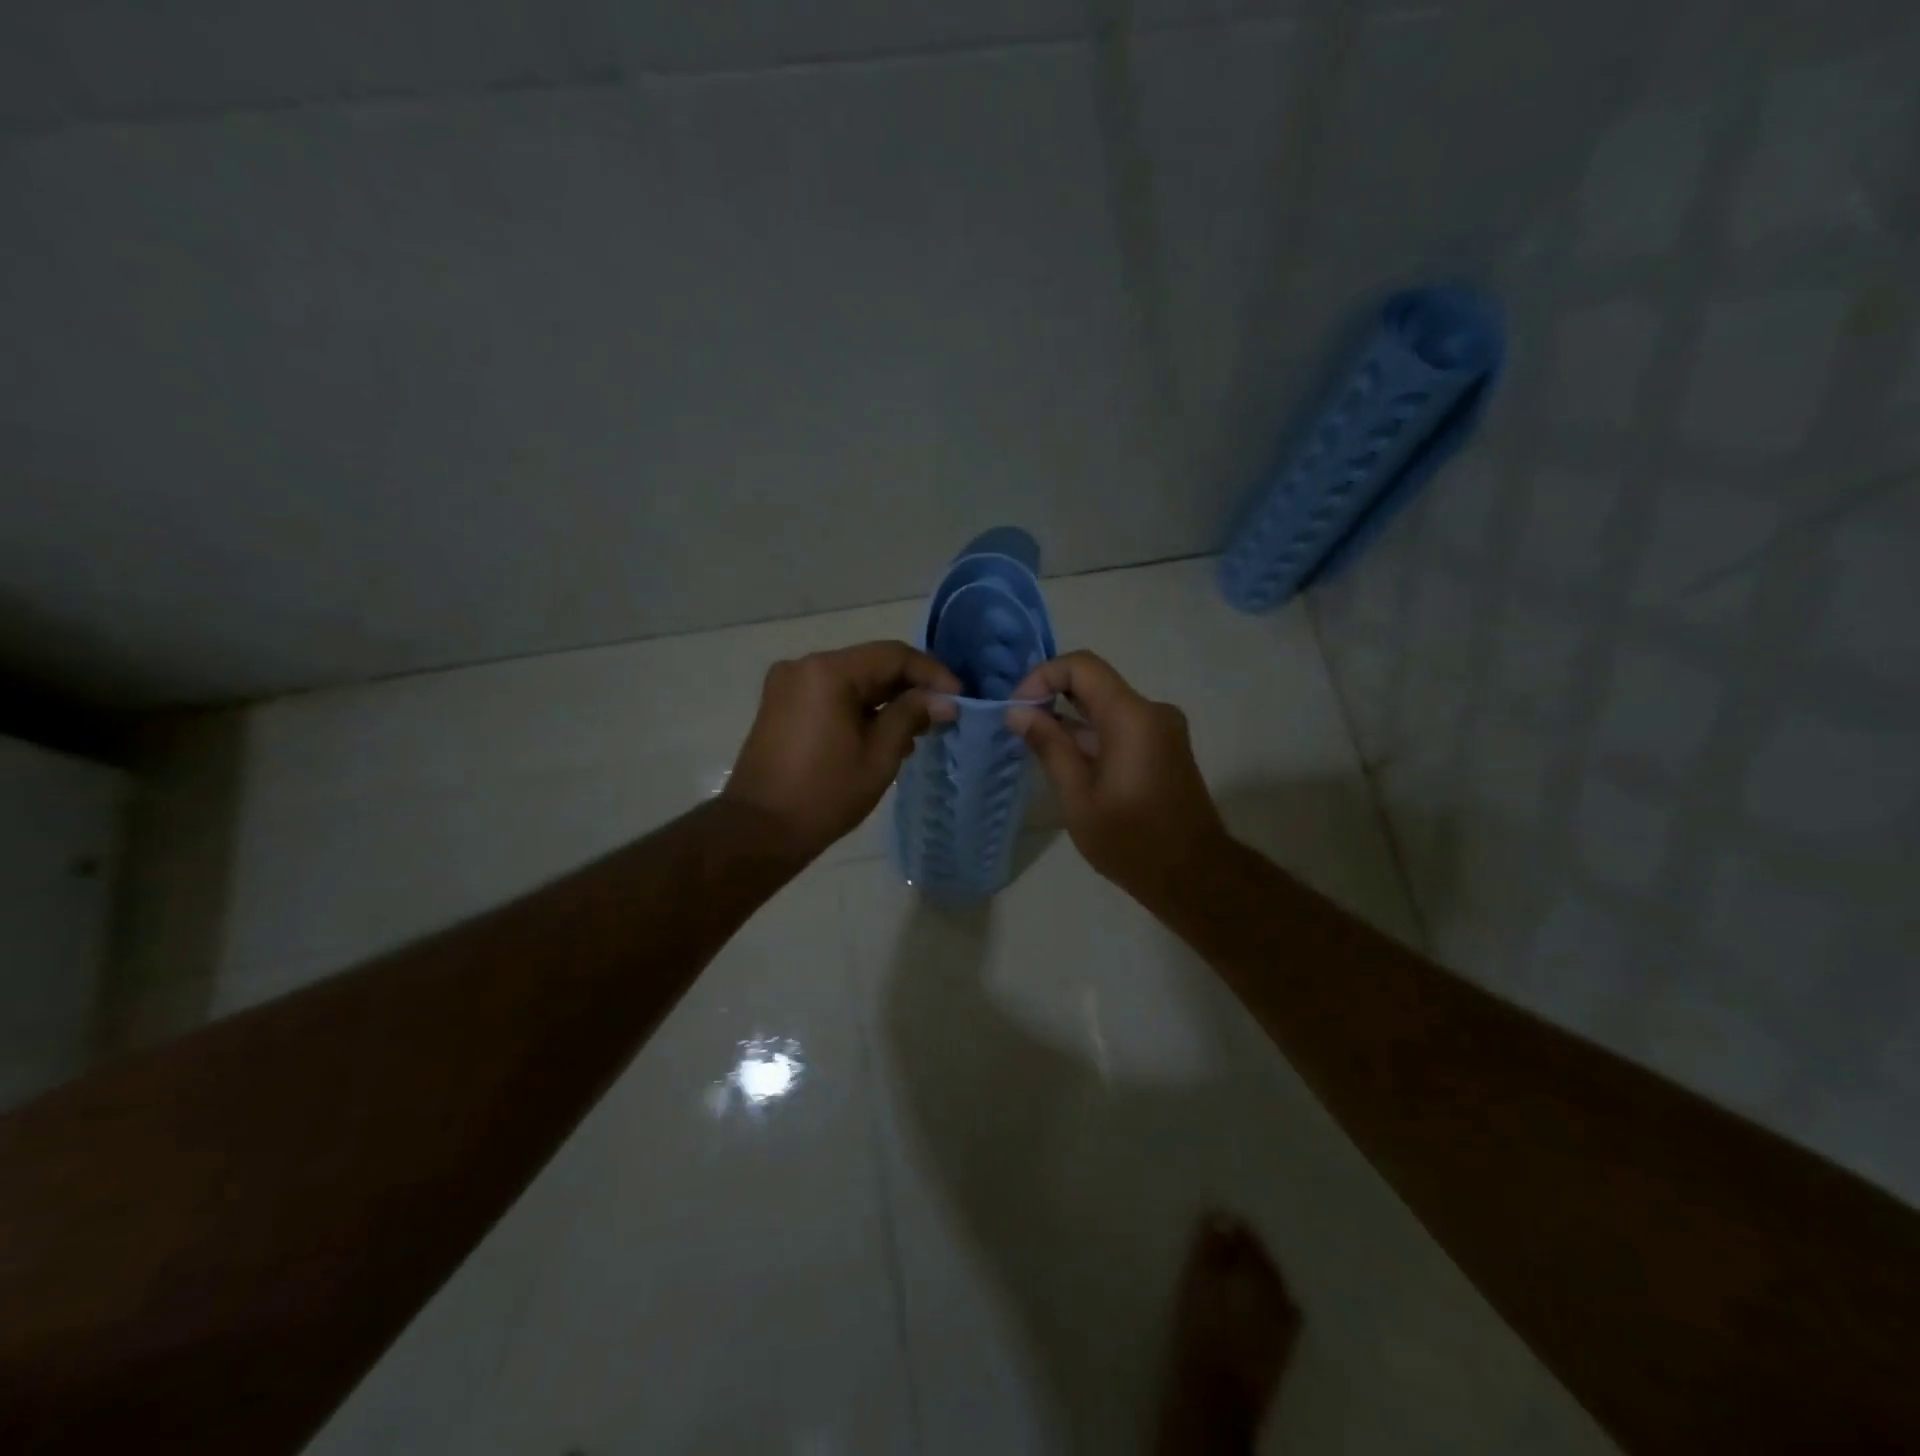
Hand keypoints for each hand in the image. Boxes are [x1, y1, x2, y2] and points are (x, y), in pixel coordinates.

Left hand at [725, 641, 960, 861]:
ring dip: (885, 701)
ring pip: (852, 681)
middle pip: (871, 665)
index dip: (932, 674)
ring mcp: (788, 685)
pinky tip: (881, 736)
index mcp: (828, 671)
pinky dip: (859, 709)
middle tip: (940, 717)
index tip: (958, 699)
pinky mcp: (781, 706)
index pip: (893, 656)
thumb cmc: (825, 793)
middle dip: (909, 688)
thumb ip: (912, 716)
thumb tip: (944, 700)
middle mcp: (804, 666)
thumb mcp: (879, 755)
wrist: (759, 830)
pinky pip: (831, 695)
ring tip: (914, 734)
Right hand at [1006, 651, 1228, 903]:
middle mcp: (1152, 711)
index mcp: (1131, 717)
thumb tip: (1018, 712)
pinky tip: (1069, 762)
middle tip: (1019, 726)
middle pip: (1094, 682)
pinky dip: (1092, 733)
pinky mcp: (1165, 746)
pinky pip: (1122, 724)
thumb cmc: (1131, 841)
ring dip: (1071, 718)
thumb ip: (1049, 747)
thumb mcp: (1078, 798)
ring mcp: (1163, 728)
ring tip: (1037, 747)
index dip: (1042, 676)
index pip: (1081, 666)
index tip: (1018, 709)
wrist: (1194, 875)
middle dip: (1052, 696)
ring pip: (1107, 705)